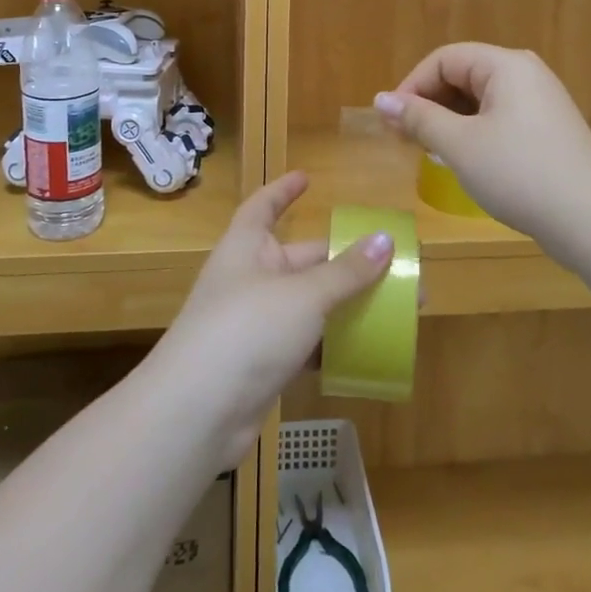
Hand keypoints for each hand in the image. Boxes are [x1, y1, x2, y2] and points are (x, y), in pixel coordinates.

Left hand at [152, 173, 391, 470]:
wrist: (197, 413)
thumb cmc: (247, 330)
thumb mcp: (303, 295)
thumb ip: (346, 272)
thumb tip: (385, 240)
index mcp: (248, 247)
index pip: (263, 206)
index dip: (283, 190)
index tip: (307, 178)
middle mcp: (250, 278)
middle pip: (302, 259)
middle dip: (345, 262)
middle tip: (393, 265)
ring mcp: (255, 323)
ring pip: (309, 304)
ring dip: (346, 305)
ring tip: (393, 309)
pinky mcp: (262, 363)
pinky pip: (305, 344)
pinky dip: (332, 345)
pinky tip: (367, 352)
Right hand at [376, 42, 590, 250]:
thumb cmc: (519, 174)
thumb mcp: (459, 145)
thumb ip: (418, 118)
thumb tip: (380, 99)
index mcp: (506, 65)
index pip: (444, 59)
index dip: (411, 86)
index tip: (391, 122)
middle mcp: (525, 74)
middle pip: (462, 75)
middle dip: (428, 103)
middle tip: (403, 139)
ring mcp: (540, 102)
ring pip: (479, 100)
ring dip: (448, 120)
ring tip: (428, 151)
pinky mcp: (547, 130)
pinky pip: (498, 118)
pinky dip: (473, 132)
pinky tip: (462, 160)